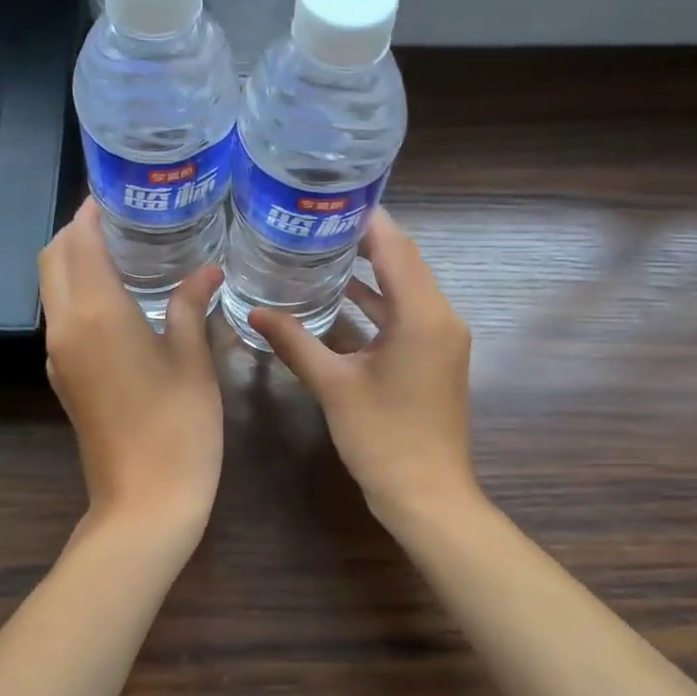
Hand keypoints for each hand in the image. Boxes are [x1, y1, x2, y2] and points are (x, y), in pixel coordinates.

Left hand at [39, 198, 224, 545]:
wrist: (144, 501)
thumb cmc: (179, 426)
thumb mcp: (193, 360)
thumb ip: (190, 305)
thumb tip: (207, 270)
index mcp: (96, 312)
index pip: (78, 241)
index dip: (91, 211)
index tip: (117, 192)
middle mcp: (66, 326)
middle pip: (52, 259)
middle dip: (77, 231)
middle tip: (123, 219)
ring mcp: (59, 355)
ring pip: (52, 288)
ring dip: (74, 261)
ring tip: (122, 251)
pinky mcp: (63, 378)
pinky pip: (61, 317)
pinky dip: (77, 293)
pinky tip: (118, 299)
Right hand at [249, 210, 477, 521]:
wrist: (427, 495)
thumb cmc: (383, 438)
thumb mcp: (334, 386)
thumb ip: (295, 342)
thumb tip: (254, 312)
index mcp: (422, 315)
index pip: (396, 247)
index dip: (365, 219)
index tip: (327, 200)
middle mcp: (440, 317)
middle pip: (404, 261)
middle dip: (364, 240)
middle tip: (316, 222)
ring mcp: (441, 338)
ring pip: (405, 288)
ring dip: (370, 271)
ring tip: (322, 250)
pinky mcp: (434, 356)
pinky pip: (406, 314)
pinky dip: (377, 303)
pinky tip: (340, 299)